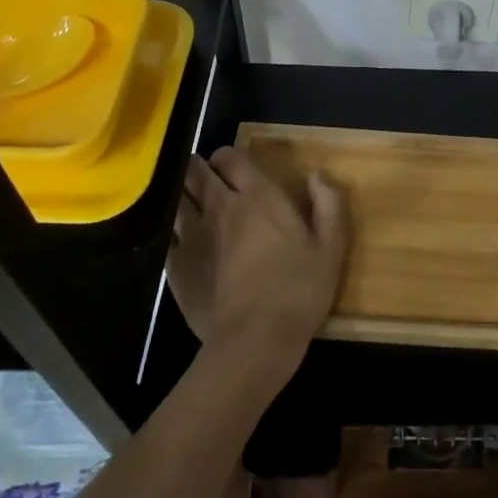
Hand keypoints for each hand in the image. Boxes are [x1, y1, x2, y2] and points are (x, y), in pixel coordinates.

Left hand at [170, 148, 347, 388]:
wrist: (254, 341)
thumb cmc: (299, 290)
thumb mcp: (331, 247)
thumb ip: (329, 204)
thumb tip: (318, 175)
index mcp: (258, 196)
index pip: (229, 157)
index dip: (228, 158)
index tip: (235, 168)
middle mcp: (220, 207)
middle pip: (194, 171)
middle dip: (197, 169)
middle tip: (208, 179)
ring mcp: (192, 236)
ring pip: (175, 199)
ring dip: (182, 196)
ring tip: (190, 204)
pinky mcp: (175, 266)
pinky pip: (167, 236)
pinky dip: (172, 233)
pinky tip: (181, 243)